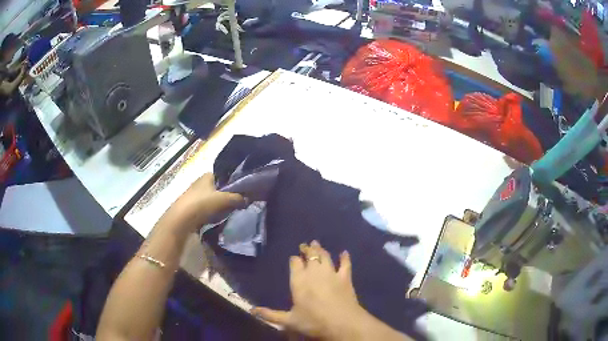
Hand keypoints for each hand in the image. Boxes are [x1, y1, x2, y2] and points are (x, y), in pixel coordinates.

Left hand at [163, 173, 244, 233]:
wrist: (181, 219)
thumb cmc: (202, 203)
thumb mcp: (223, 199)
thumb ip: (237, 198)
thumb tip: (248, 199)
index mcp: (207, 176)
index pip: (223, 175)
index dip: (233, 182)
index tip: (242, 191)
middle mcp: (200, 183)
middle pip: (218, 188)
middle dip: (227, 194)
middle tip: (239, 202)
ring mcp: (195, 195)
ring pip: (212, 198)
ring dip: (220, 204)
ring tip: (230, 211)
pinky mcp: (192, 207)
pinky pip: (207, 208)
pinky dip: (213, 212)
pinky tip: (219, 218)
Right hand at [252, 241, 377, 339]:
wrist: (342, 323)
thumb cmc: (313, 321)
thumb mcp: (289, 321)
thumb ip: (270, 315)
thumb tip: (251, 311)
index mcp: (299, 281)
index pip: (295, 263)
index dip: (294, 259)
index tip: (293, 258)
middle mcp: (314, 273)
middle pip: (310, 255)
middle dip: (307, 249)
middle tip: (305, 245)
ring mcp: (331, 273)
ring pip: (325, 256)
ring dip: (320, 249)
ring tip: (317, 244)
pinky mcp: (345, 277)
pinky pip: (345, 264)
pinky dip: (345, 258)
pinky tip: (344, 253)